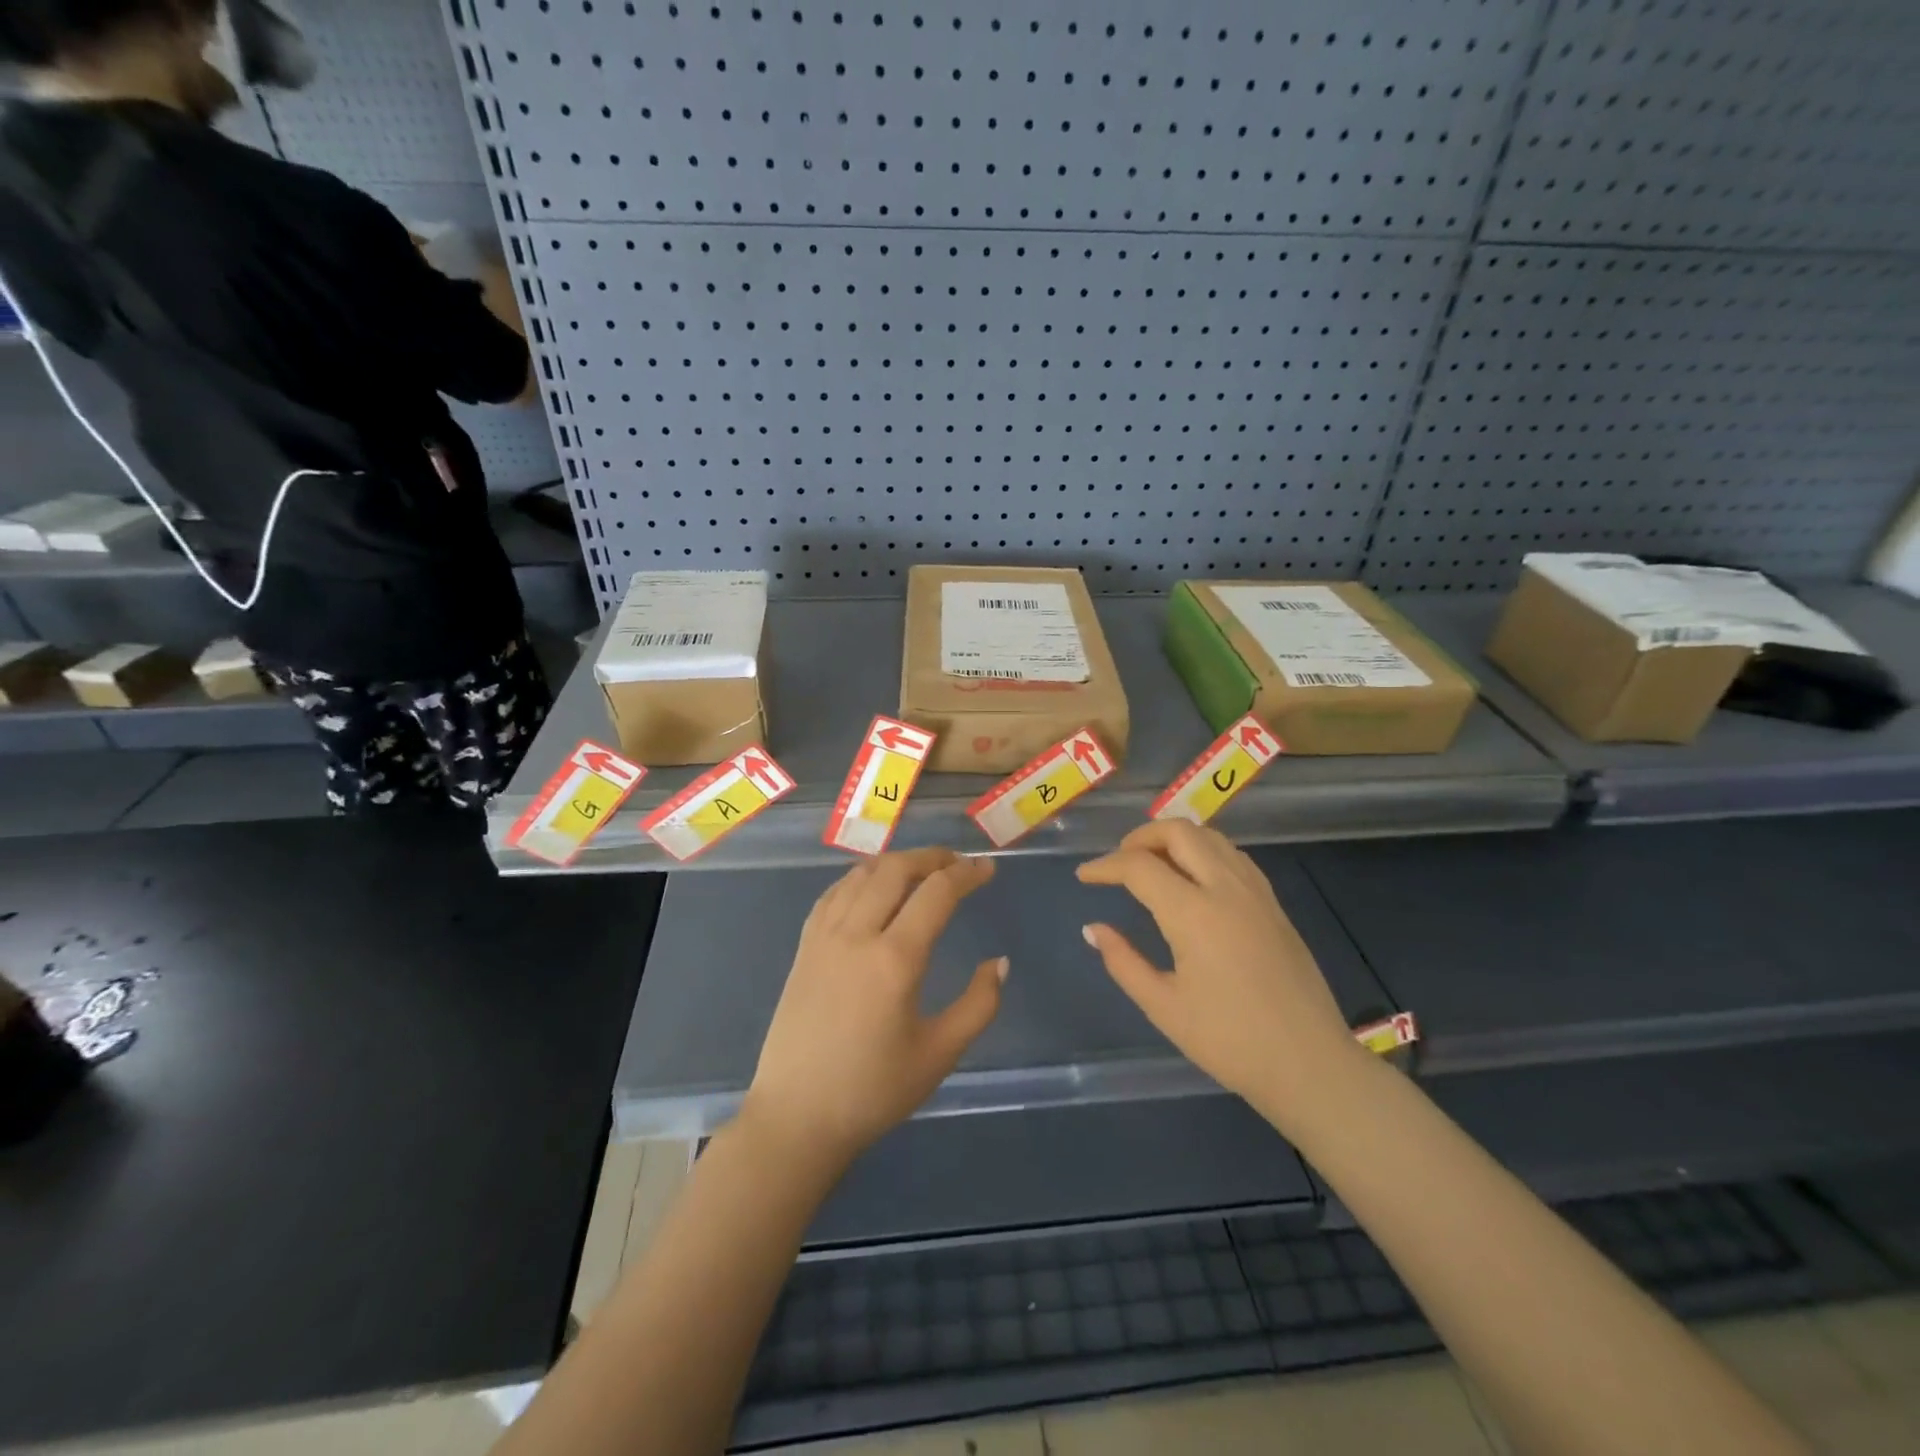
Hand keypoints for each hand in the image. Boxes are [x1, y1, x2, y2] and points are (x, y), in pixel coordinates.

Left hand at [741, 849, 1004, 1166]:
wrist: (797, 1117)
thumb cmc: (873, 1091)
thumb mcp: (939, 1054)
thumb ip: (978, 1005)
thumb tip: (999, 963)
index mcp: (894, 959)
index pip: (936, 893)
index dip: (966, 874)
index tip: (987, 869)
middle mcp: (856, 935)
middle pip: (895, 869)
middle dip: (931, 857)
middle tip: (957, 863)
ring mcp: (824, 937)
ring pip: (861, 875)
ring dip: (895, 862)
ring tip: (921, 870)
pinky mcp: (804, 947)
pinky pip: (834, 893)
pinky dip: (860, 877)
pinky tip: (872, 887)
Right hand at [1077, 822, 1362, 1126]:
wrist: (1310, 1064)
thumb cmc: (1230, 1041)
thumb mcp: (1164, 1007)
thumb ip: (1123, 961)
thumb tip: (1093, 929)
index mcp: (1194, 913)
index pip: (1139, 866)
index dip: (1105, 866)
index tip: (1084, 877)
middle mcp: (1226, 888)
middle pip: (1178, 831)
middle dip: (1140, 837)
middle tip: (1118, 862)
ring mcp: (1255, 892)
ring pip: (1210, 837)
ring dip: (1174, 839)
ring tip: (1151, 865)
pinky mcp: (1274, 904)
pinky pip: (1233, 856)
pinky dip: (1204, 851)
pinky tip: (1193, 879)